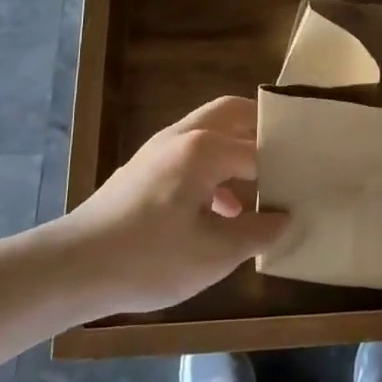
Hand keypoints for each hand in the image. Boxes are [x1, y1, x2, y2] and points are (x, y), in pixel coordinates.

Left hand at [50, 97, 288, 315]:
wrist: (72, 268)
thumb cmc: (148, 258)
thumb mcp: (213, 254)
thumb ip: (257, 232)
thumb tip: (286, 218)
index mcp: (204, 148)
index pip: (260, 149)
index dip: (286, 168)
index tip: (308, 184)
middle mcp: (183, 136)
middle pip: (233, 113)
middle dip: (263, 130)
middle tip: (290, 156)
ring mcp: (159, 149)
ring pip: (210, 132)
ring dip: (238, 150)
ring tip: (262, 188)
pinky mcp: (144, 168)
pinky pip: (191, 153)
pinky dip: (215, 168)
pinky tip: (223, 211)